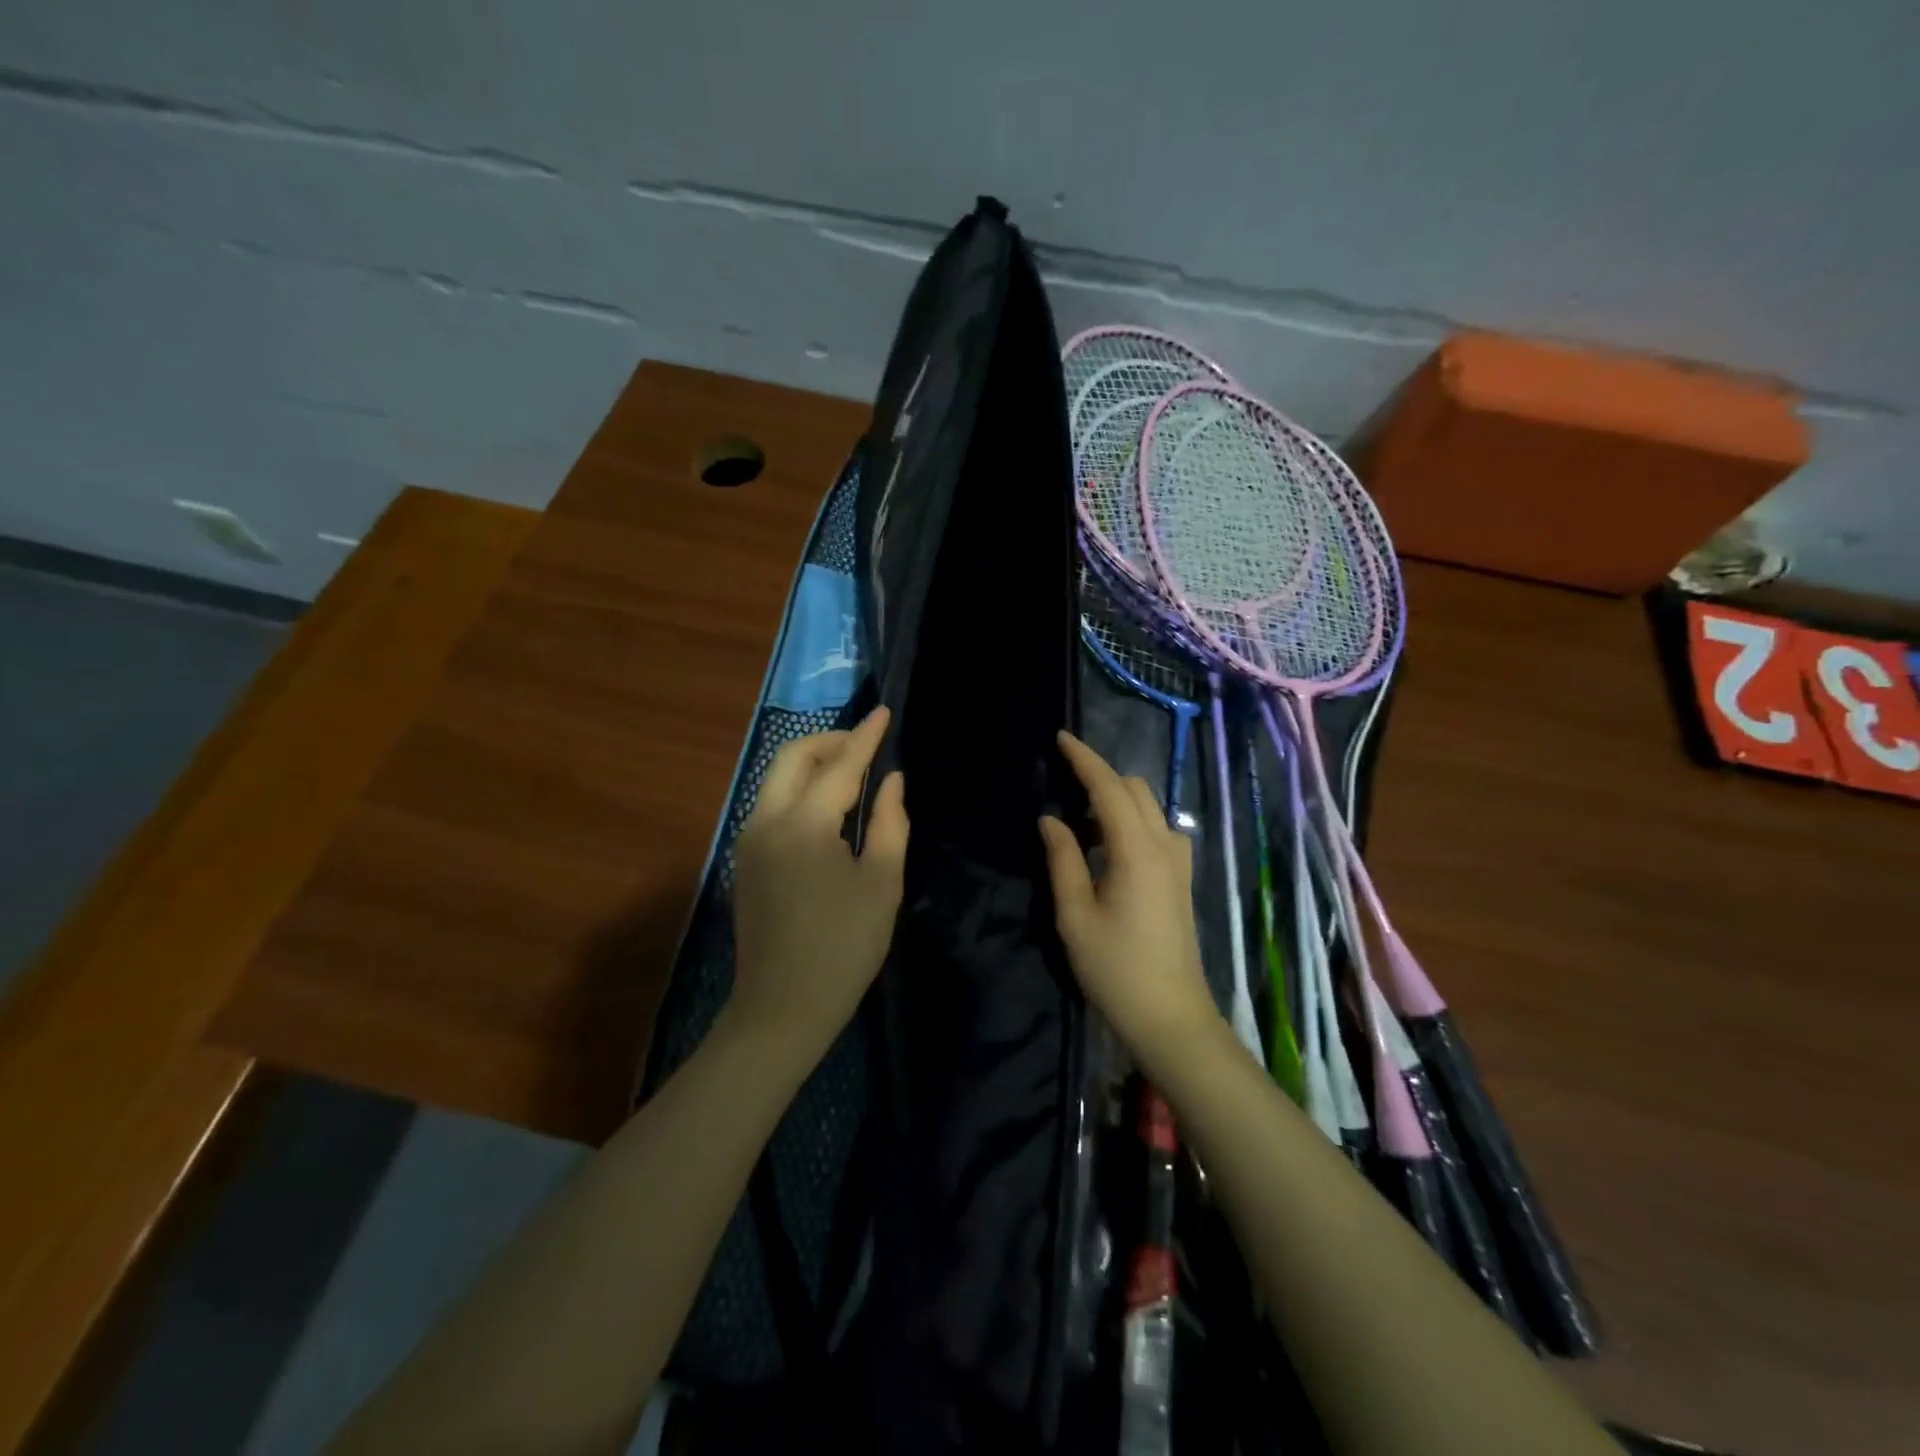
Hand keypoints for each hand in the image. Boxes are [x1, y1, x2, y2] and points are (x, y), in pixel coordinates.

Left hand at [728, 707, 908, 1060]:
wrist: (781, 1008)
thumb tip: (892, 781)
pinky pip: (771, 804)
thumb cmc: (843, 948)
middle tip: (866, 743)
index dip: (866, 737)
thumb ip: (890, 824)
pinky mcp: (744, 860)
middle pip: (792, 757)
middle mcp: (766, 821)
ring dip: (812, 763)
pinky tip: (827, 807)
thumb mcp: (881, 885)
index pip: (840, 766)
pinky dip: (799, 789)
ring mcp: (748, 840)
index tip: (885, 711)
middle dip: (830, 741)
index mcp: (804, 825)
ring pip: (776, 778)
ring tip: (851, 771)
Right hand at [1039, 732, 1221, 1073]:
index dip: (1084, 759)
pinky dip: (1132, 820)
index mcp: (1136, 850)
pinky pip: (1158, 829)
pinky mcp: (1181, 879)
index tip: (1061, 738)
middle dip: (1100, 775)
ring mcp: (1178, 862)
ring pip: (1150, 807)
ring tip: (1081, 819)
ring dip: (1117, 799)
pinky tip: (1110, 846)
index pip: (1108, 788)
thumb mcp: (1075, 915)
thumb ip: (1062, 859)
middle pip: (1135, 789)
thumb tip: (1051, 818)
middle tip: (1063, 782)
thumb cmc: (1115, 969)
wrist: (1171, 1016)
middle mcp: (1164, 846)